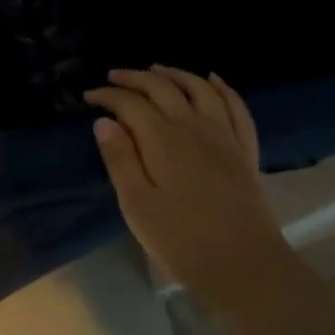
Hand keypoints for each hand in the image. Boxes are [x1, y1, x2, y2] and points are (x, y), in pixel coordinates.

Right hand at [84, 66, 292, 304]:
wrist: (244, 265)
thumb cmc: (182, 241)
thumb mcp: (137, 205)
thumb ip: (120, 159)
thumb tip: (104, 121)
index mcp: (163, 140)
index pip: (130, 103)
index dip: (108, 96)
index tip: (89, 97)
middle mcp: (194, 126)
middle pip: (162, 88)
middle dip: (135, 78)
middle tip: (115, 76)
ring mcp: (224, 135)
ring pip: (199, 88)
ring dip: (175, 73)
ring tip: (156, 69)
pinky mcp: (245, 148)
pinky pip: (236, 106)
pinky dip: (223, 87)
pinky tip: (213, 79)